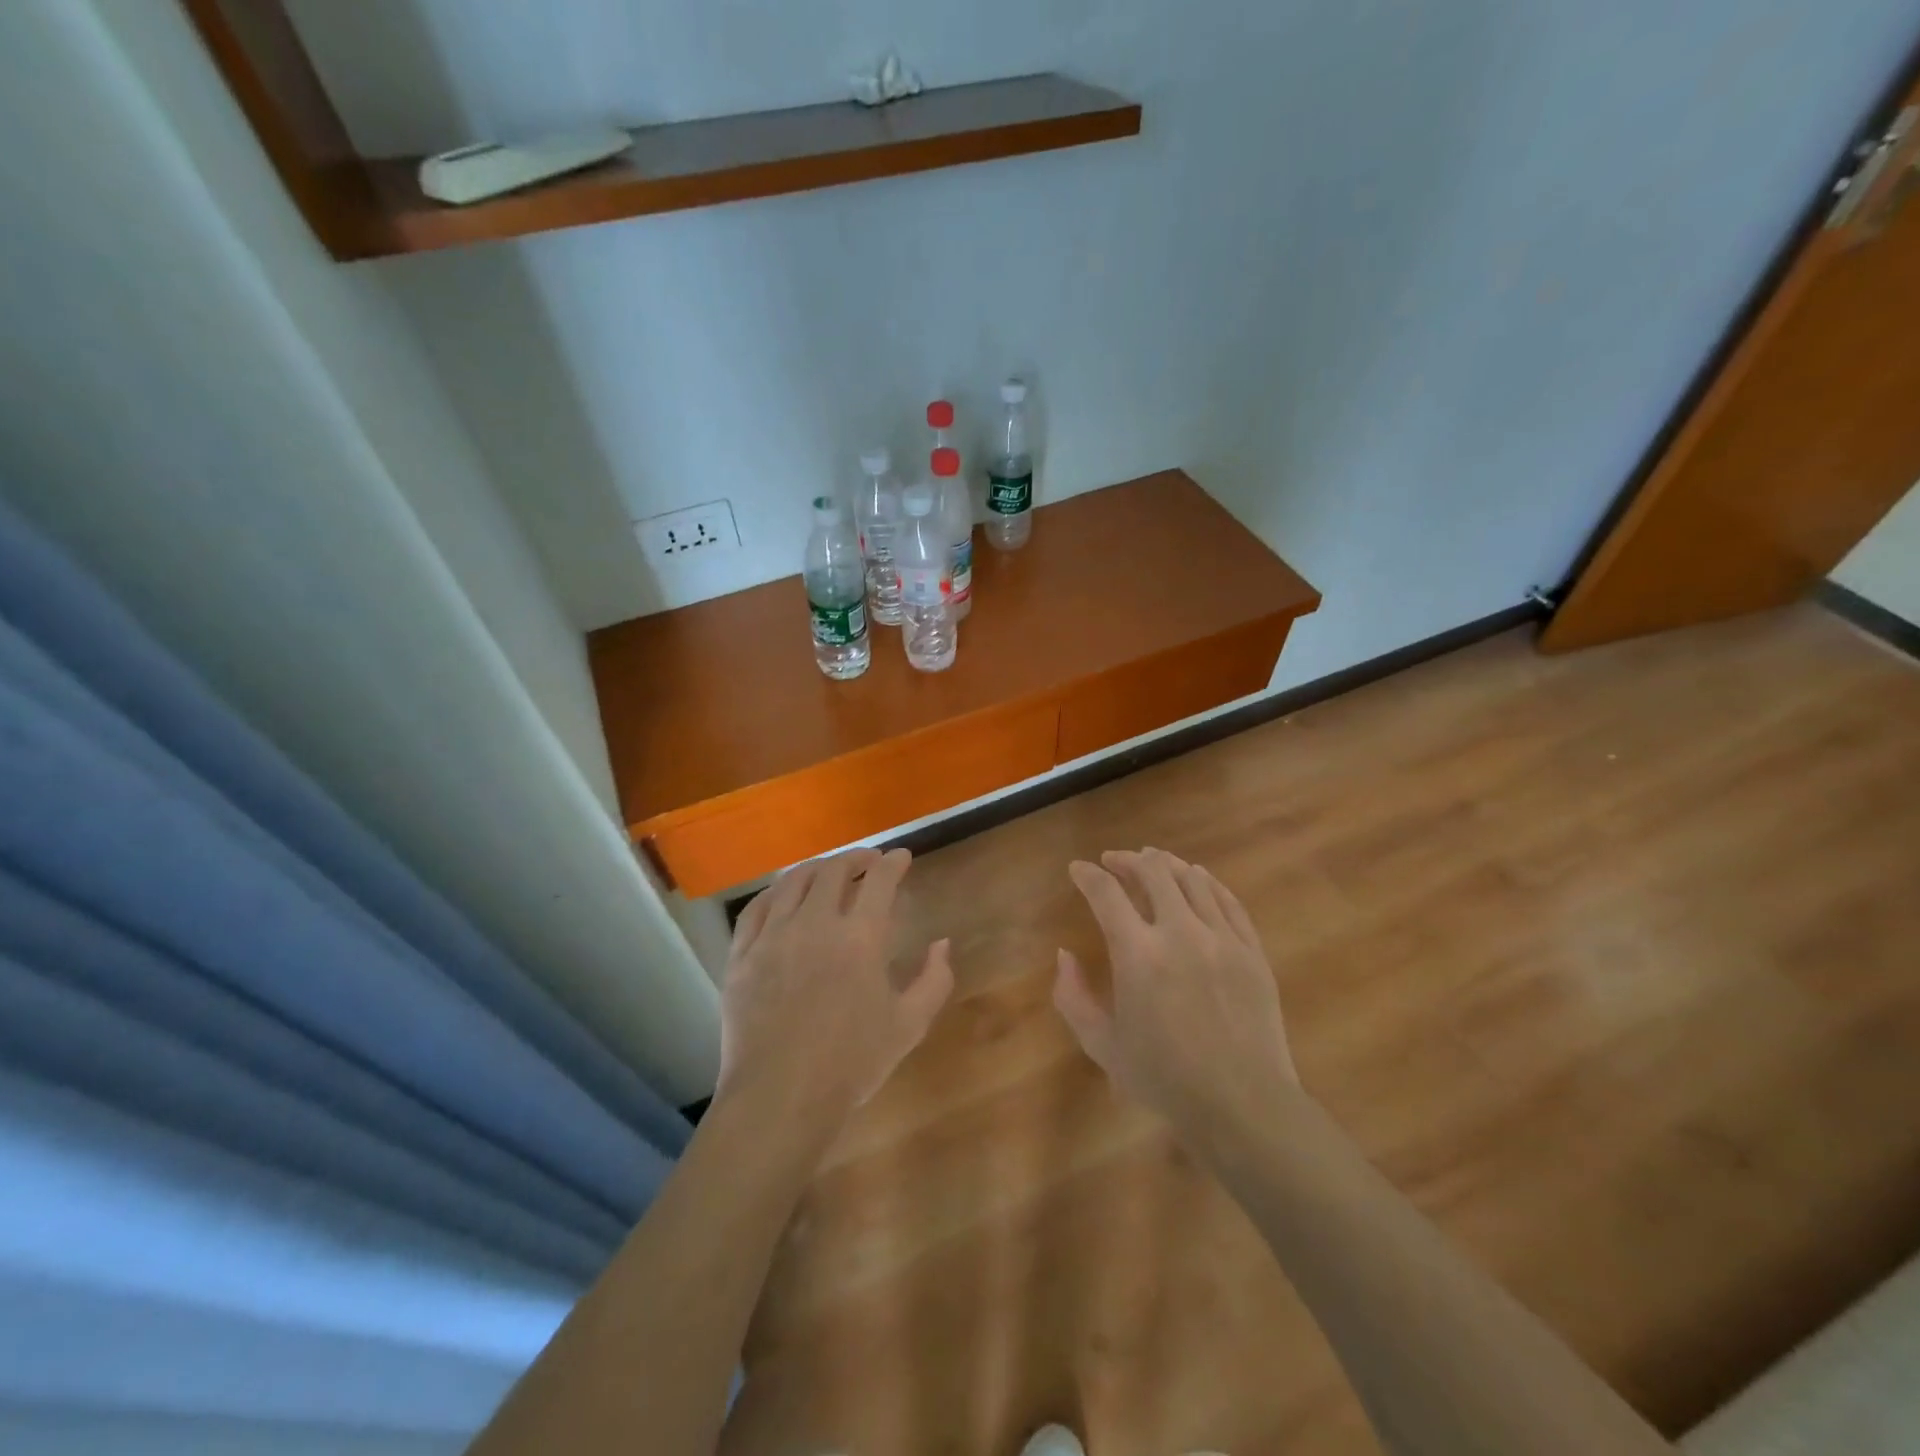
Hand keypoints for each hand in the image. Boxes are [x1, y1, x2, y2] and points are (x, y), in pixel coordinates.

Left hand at [718, 848, 952, 1127]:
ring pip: (793, 881)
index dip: (893, 862)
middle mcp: (815, 923)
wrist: (781, 1098)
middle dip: (856, 859)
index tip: (901, 857)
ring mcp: (773, 936)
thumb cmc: (852, 1063)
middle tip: (868, 862)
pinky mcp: (742, 955)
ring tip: (828, 871)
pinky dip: (776, 892)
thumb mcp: (910, 1025)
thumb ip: (934, 979)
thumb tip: (942, 943)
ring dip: (817, 868)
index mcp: (860, 937)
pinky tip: (783, 894)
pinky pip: (757, 908)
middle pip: (834, 871)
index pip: (880, 880)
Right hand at [1055, 848, 1297, 1133]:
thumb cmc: (1165, 1078)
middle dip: (1127, 860)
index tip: (1077, 869)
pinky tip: (1198, 879)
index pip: (1105, 893)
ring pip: (1193, 879)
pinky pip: (1228, 901)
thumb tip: (1064, 955)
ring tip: (1154, 863)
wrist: (1242, 1104)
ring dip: (1167, 865)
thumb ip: (1072, 997)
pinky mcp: (1252, 950)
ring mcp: (1222, 938)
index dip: (1087, 875)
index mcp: (1137, 954)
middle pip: (1153, 871)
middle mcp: (1180, 932)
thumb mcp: (1102, 1045)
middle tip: (1115, 861)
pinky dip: (1208, 882)